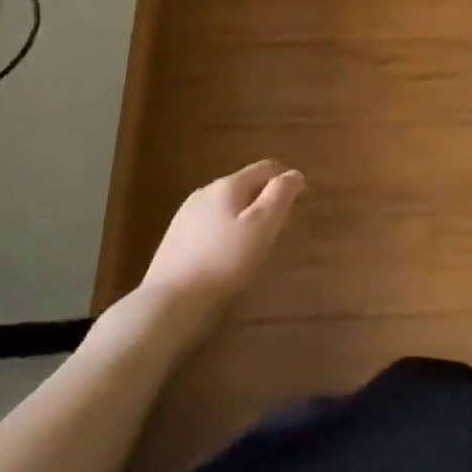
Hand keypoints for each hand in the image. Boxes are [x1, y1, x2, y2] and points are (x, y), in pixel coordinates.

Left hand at [130, 160, 303, 350]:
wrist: (170, 304)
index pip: (266, 167)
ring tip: (257, 244)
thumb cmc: (225, 263)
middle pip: (246, 184)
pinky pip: (212, 223)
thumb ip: (281, 195)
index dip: (288, 180)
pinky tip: (228, 256)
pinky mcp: (176, 238)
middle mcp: (205, 192)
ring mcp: (187, 214)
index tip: (302, 202)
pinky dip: (228, 230)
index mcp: (228, 185)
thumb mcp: (263, 226)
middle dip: (268, 199)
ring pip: (228, 204)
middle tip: (282, 228)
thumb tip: (294, 174)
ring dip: (247, 215)